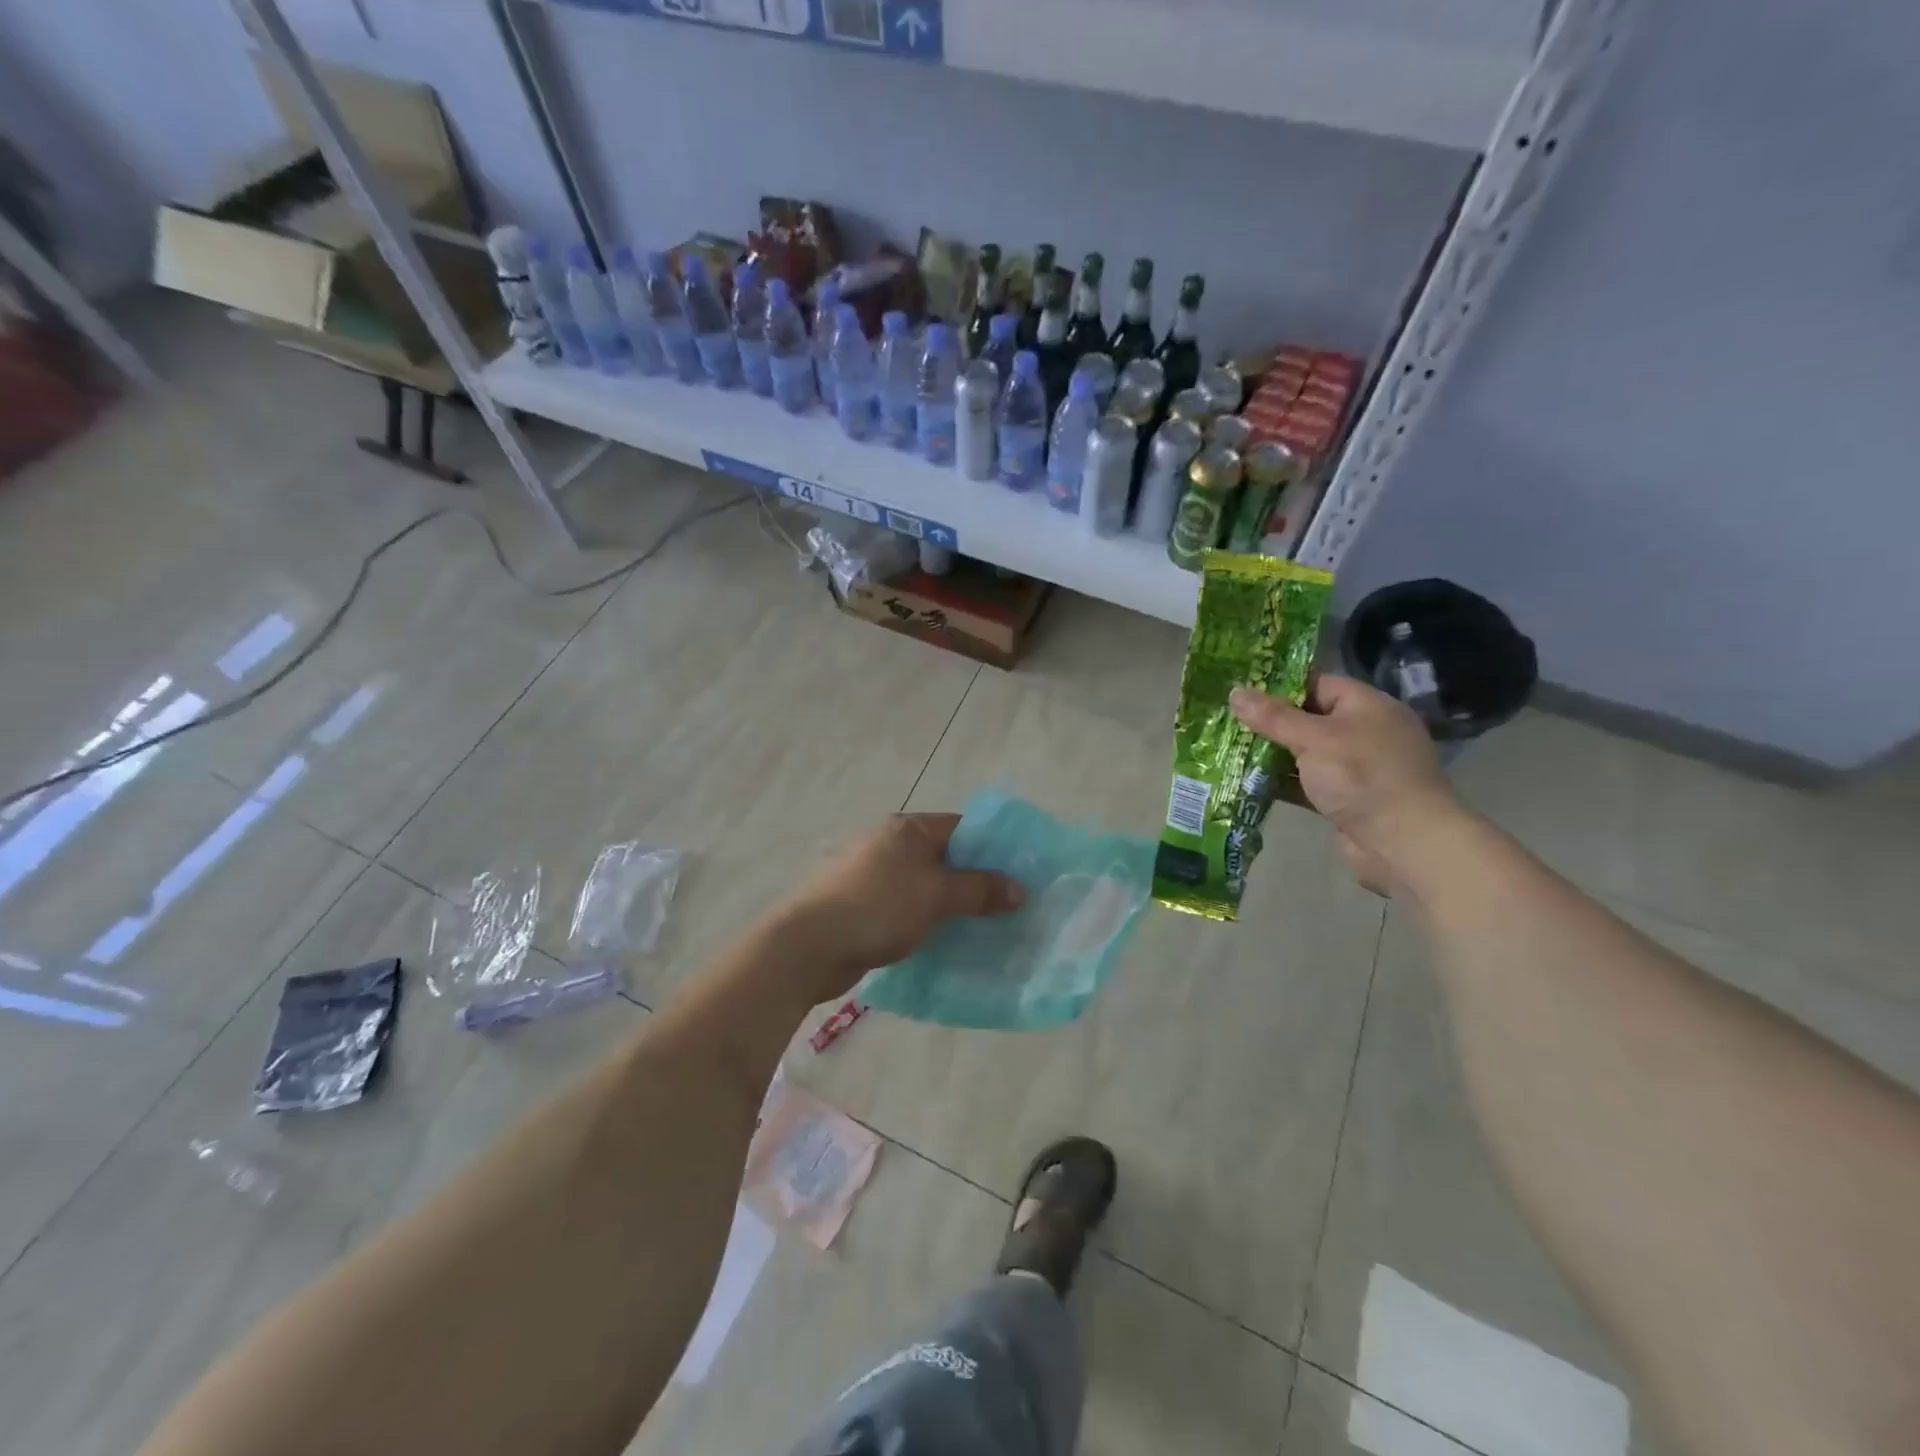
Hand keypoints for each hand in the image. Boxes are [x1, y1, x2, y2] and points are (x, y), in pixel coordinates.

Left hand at [774, 813, 1023, 1001]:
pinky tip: (945, 943)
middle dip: (975, 881)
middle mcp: (888, 844)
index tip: (1019, 873)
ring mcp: (872, 876)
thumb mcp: (936, 895)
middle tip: (1009, 906)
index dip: (992, 848)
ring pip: (925, 886)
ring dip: (951, 905)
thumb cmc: (877, 907)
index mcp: (907, 830)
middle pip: (944, 857)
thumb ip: (979, 890)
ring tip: (984, 928)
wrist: (808, 946)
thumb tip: (1019, 888)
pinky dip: (927, 921)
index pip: (961, 827)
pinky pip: (906, 909)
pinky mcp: (861, 907)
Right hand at [1230, 675, 1461, 894]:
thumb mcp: (1314, 739)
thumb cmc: (1362, 777)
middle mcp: (1364, 732)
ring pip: (1304, 754)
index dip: (1278, 686)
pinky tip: (1248, 782)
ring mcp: (1356, 768)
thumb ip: (1273, 717)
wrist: (1404, 843)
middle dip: (1269, 723)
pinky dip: (1282, 782)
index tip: (1240, 692)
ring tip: (1228, 751)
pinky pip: (1307, 783)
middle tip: (1226, 723)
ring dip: (1271, 755)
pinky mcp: (1346, 799)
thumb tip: (1235, 691)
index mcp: (1366, 706)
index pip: (1317, 683)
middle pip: (1308, 719)